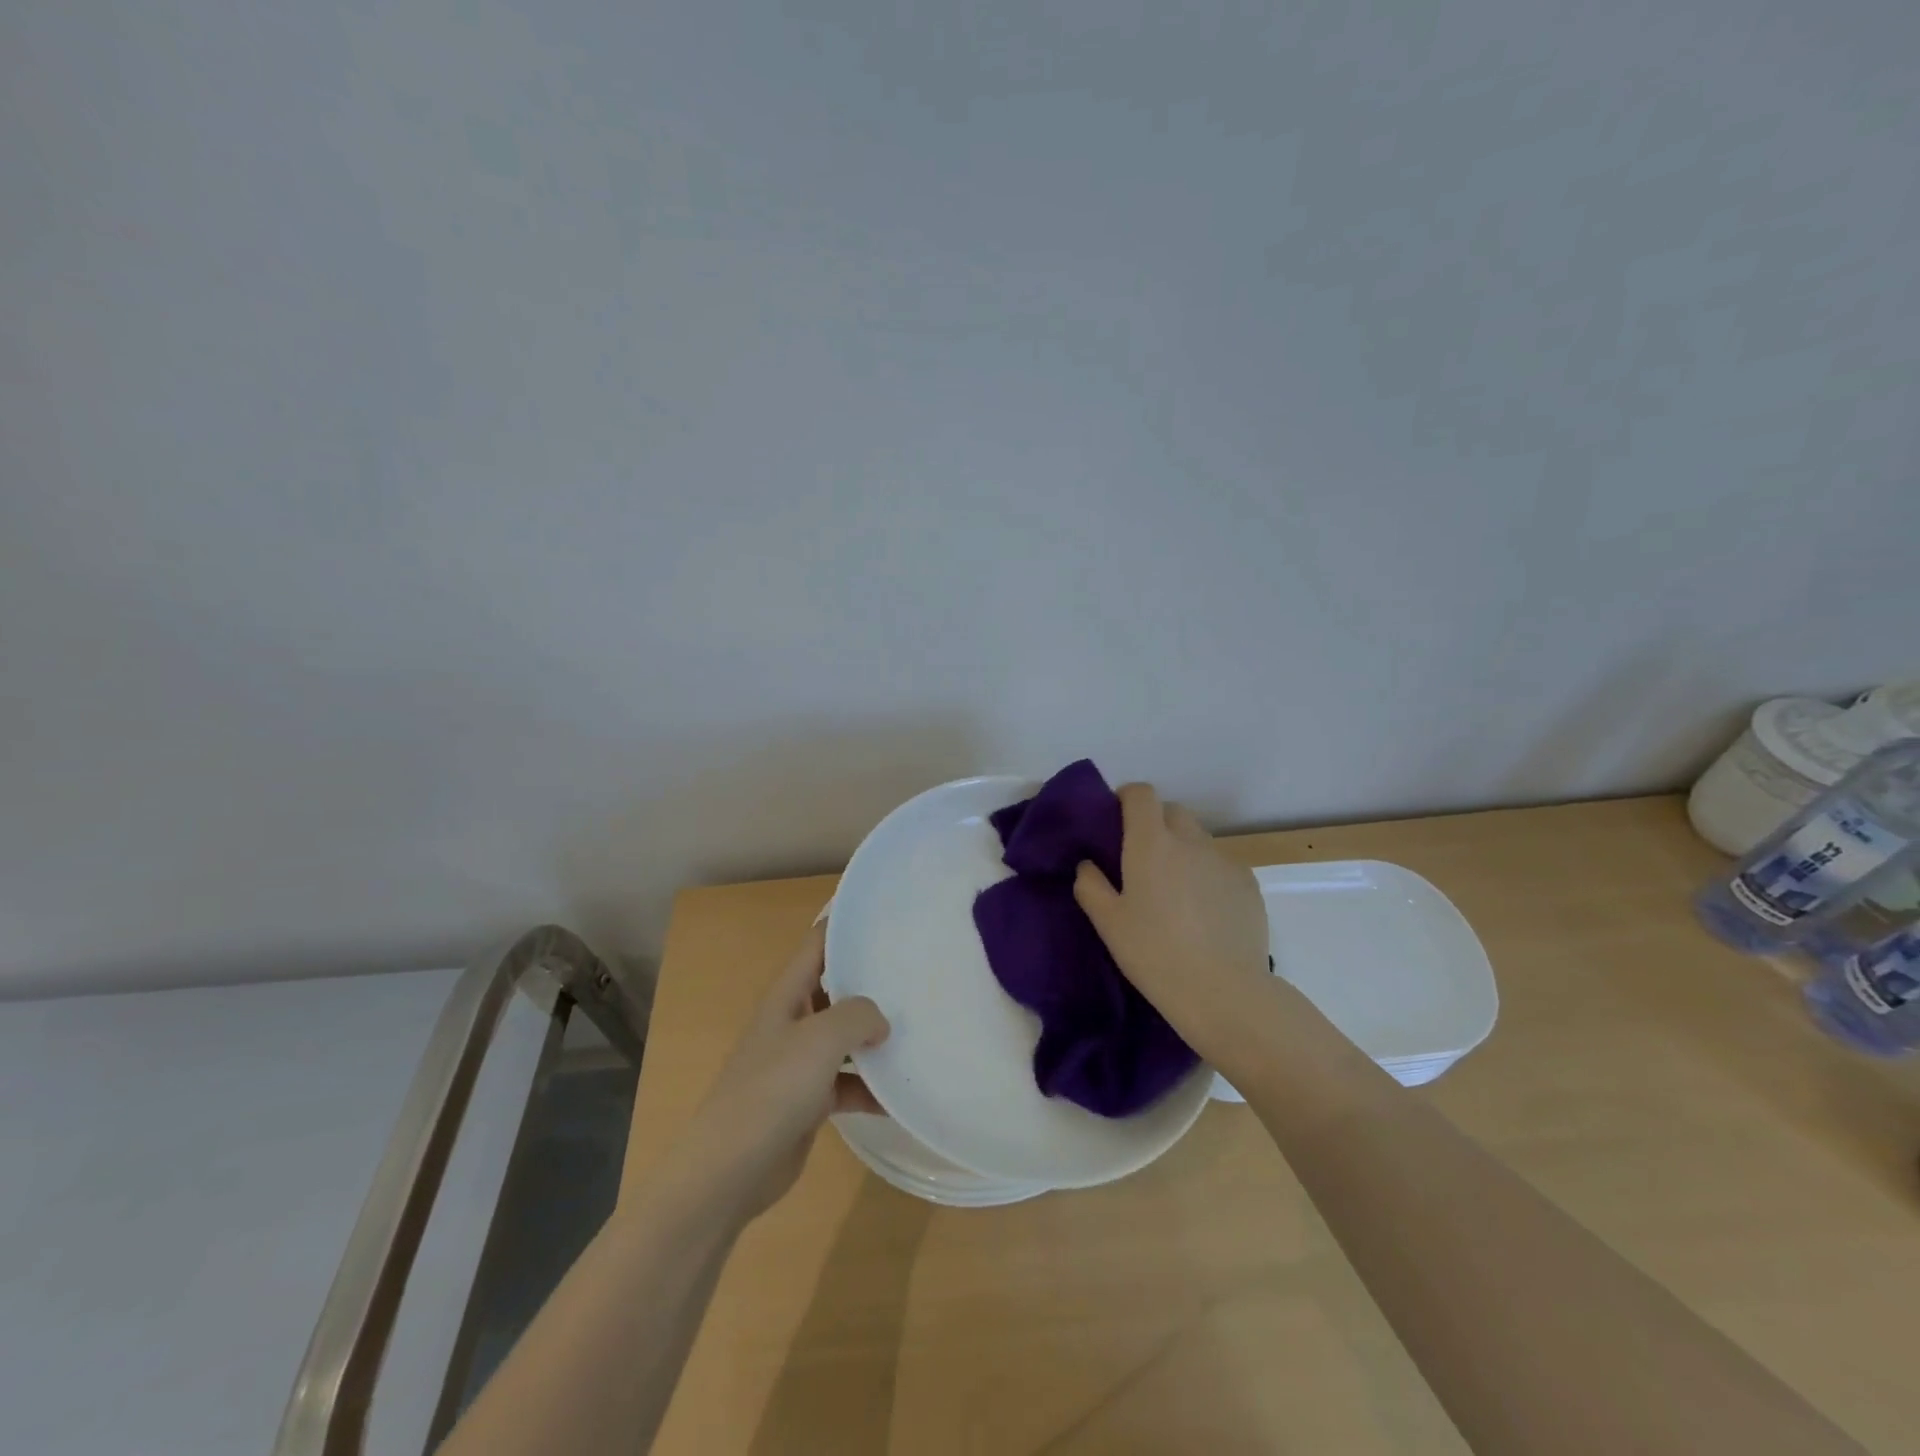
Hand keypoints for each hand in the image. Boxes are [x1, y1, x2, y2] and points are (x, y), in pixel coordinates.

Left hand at [672, 923, 888, 1221]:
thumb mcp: (820, 1038)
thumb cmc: (772, 1089)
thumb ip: (857, 1015)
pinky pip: (847, 1083)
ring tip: (920, 1028)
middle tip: (916, 971)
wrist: (730, 1169)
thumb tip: (881, 1021)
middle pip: (836, 988)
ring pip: (845, 1038)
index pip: (818, 943)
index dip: (845, 923)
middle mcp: (793, 1021)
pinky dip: (871, 1087)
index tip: (884, 914)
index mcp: (787, 995)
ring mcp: (799, 1062)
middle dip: (871, 981)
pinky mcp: (808, 1100)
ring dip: (876, 1037)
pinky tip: (901, 1095)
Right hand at [1073, 782, 1270, 1063]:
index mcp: (1152, 843)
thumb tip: (1088, 864)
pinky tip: (1204, 912)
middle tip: (1143, 860)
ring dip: (1183, 851)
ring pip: (1199, 839)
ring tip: (1176, 892)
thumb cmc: (1154, 954)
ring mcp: (1224, 861)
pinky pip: (1221, 865)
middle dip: (1156, 824)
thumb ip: (1090, 885)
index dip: (1127, 798)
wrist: (1223, 992)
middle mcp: (1191, 841)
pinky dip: (1208, 875)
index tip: (1117, 820)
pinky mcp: (1248, 884)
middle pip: (1172, 811)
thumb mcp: (1108, 923)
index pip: (1141, 794)